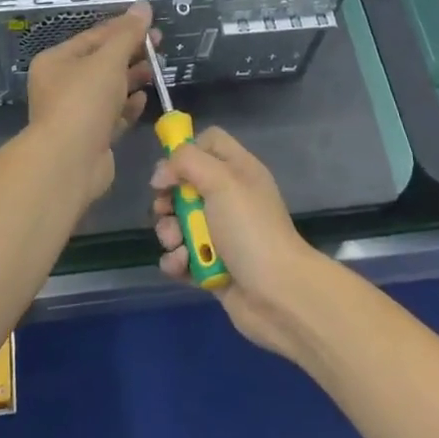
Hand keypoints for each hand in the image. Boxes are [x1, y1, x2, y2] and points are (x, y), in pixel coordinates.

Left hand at [25, 3, 154, 204]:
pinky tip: (143, 99)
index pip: (93, 37)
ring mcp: (75, 112)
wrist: (69, 161)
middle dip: (130, 54)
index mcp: (56, 61)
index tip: (151, 24)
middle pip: (101, 63)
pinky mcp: (90, 137)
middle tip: (159, 46)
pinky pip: (111, 115)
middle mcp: (61, 85)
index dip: (123, 28)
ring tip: (155, 71)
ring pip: (107, 89)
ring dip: (131, 79)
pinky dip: (127, 106)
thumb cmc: (84, 100)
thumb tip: (143, 6)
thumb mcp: (108, 60)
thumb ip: (128, 34)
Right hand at [151, 127, 329, 358]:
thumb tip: (160, 175)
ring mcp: (220, 233)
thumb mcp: (221, 180)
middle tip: (165, 210)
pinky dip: (176, 261)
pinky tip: (181, 266)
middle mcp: (229, 197)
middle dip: (168, 199)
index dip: (186, 151)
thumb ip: (186, 162)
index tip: (170, 170)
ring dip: (169, 233)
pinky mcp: (212, 266)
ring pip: (179, 222)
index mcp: (238, 170)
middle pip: (185, 185)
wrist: (278, 295)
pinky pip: (182, 256)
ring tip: (177, 245)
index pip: (209, 142)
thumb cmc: (250, 229)